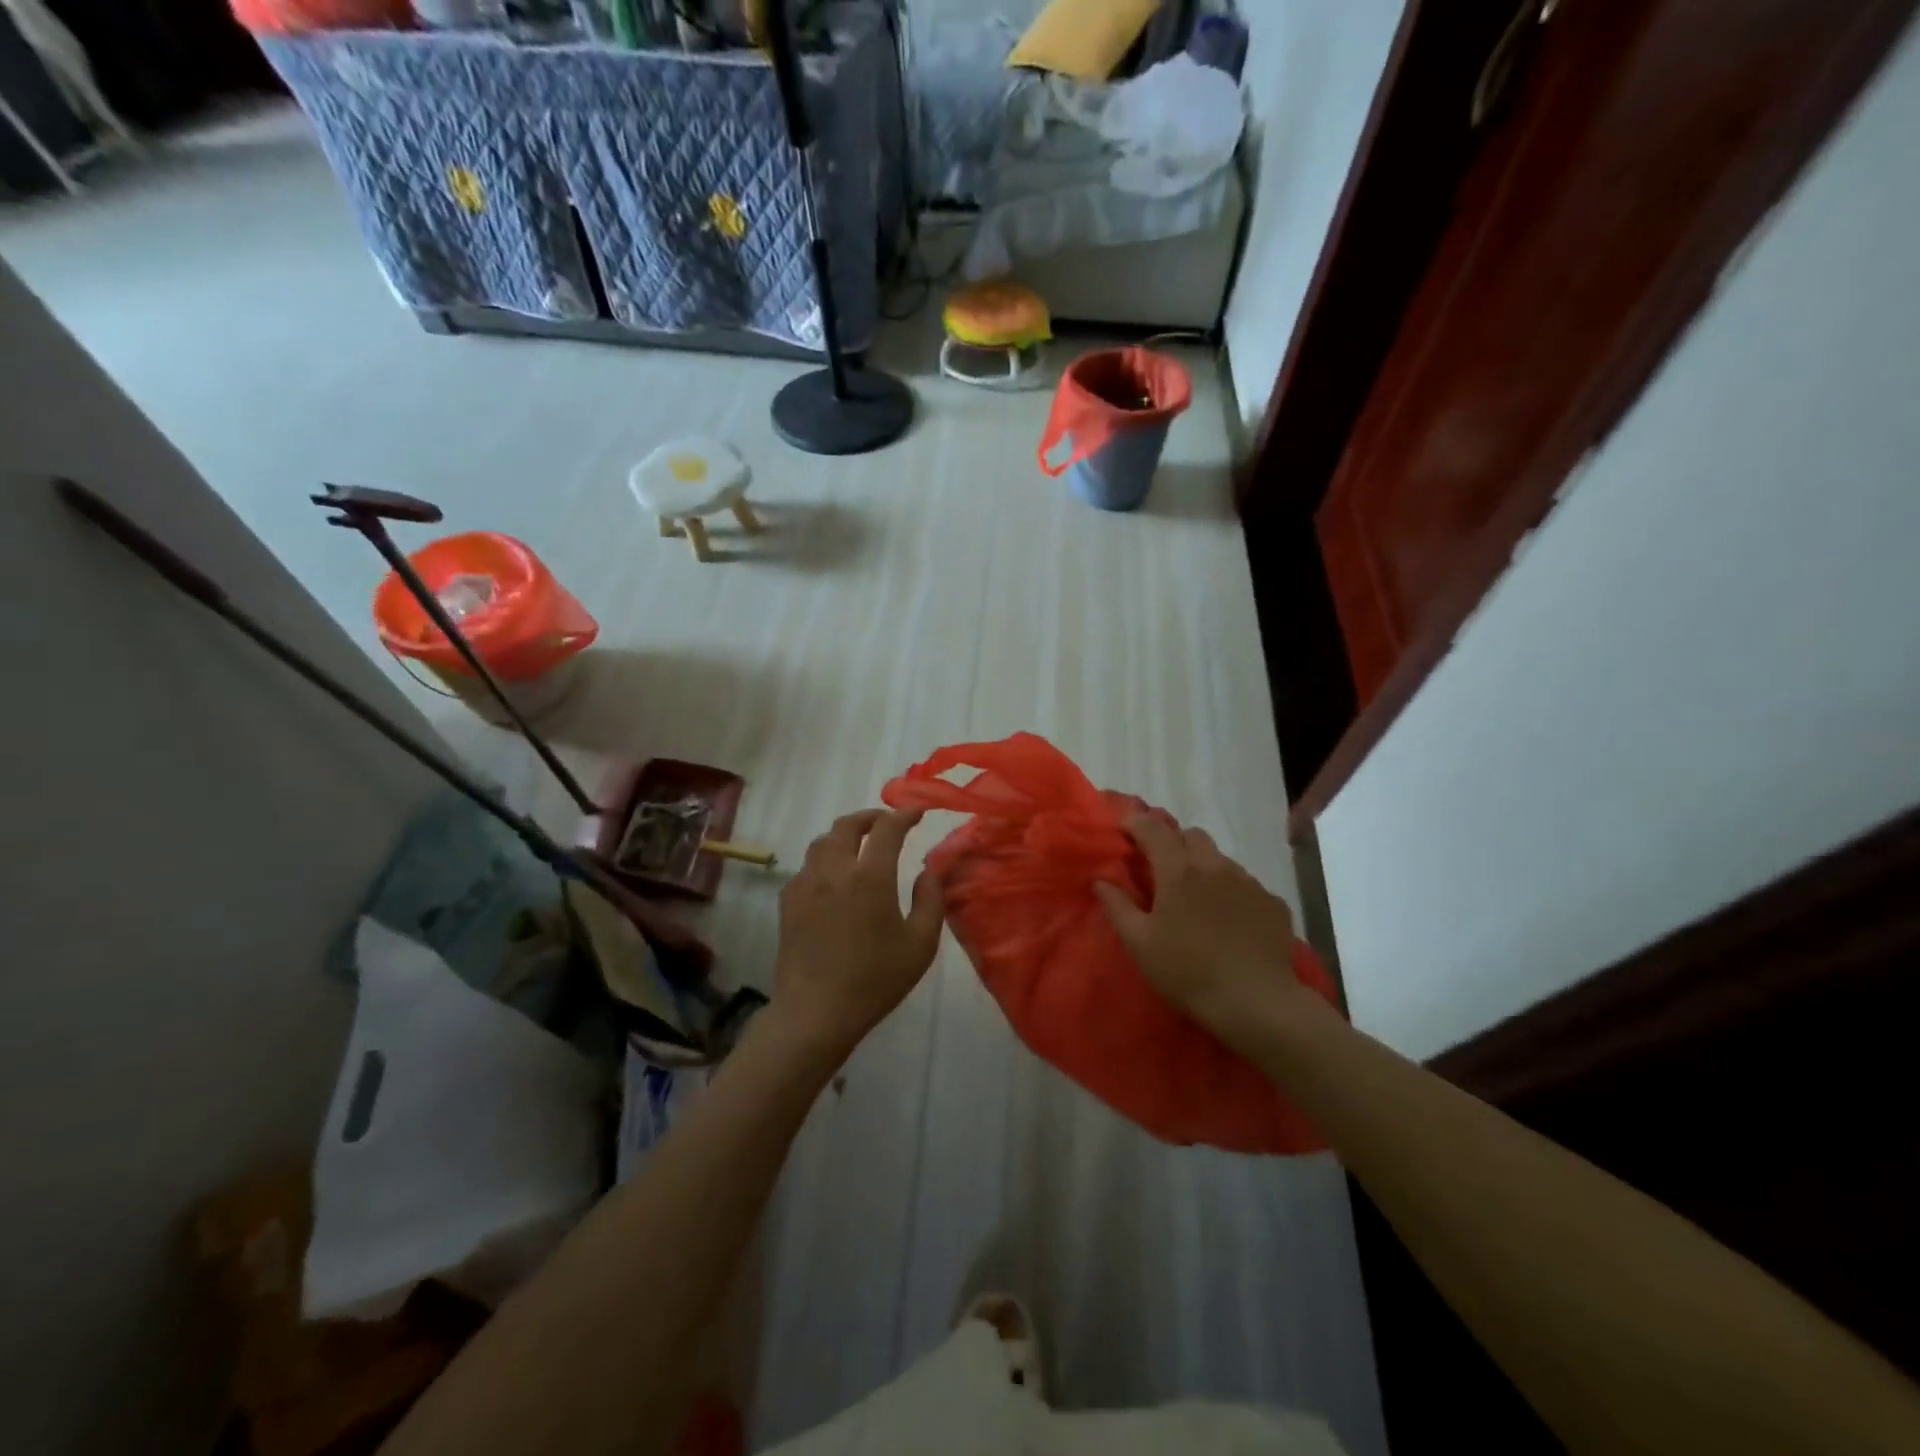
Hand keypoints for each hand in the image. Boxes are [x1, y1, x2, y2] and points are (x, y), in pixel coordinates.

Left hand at [770, 808, 945, 1058]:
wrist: (815, 1013)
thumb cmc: (875, 981)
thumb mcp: (920, 944)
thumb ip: (930, 899)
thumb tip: (931, 868)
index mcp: (870, 877)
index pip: (887, 828)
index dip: (904, 814)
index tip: (917, 813)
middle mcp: (834, 871)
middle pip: (847, 825)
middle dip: (870, 817)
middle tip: (887, 823)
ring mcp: (805, 884)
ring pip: (822, 841)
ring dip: (844, 834)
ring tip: (860, 845)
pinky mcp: (788, 901)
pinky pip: (807, 866)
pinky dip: (825, 859)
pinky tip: (834, 878)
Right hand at [1093, 813, 1313, 1045]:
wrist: (1257, 1003)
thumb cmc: (1188, 972)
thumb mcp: (1140, 944)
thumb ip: (1117, 906)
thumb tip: (1100, 881)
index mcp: (1179, 870)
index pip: (1153, 828)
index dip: (1135, 822)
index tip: (1123, 827)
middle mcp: (1215, 866)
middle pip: (1191, 834)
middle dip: (1172, 841)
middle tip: (1159, 866)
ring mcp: (1249, 882)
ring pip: (1220, 858)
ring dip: (1202, 865)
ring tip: (1195, 895)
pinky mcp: (1272, 903)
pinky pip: (1245, 884)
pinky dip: (1230, 890)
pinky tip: (1227, 918)